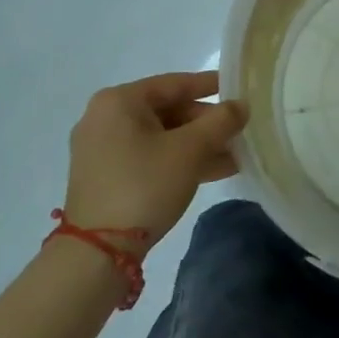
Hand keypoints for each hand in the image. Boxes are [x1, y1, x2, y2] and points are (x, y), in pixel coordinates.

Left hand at [61, 72, 246, 246]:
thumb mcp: (190, 150)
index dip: (210, 85)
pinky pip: (151, 157)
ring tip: (236, 155)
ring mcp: (103, 150)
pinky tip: (214, 171)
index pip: (175, 83)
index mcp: (119, 101)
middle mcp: (106, 119)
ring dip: (199, 145)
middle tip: (240, 131)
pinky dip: (179, 161)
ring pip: (162, 137)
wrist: (97, 254)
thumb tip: (242, 105)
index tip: (238, 89)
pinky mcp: (107, 177)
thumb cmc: (144, 185)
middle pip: (169, 111)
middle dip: (207, 124)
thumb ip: (221, 121)